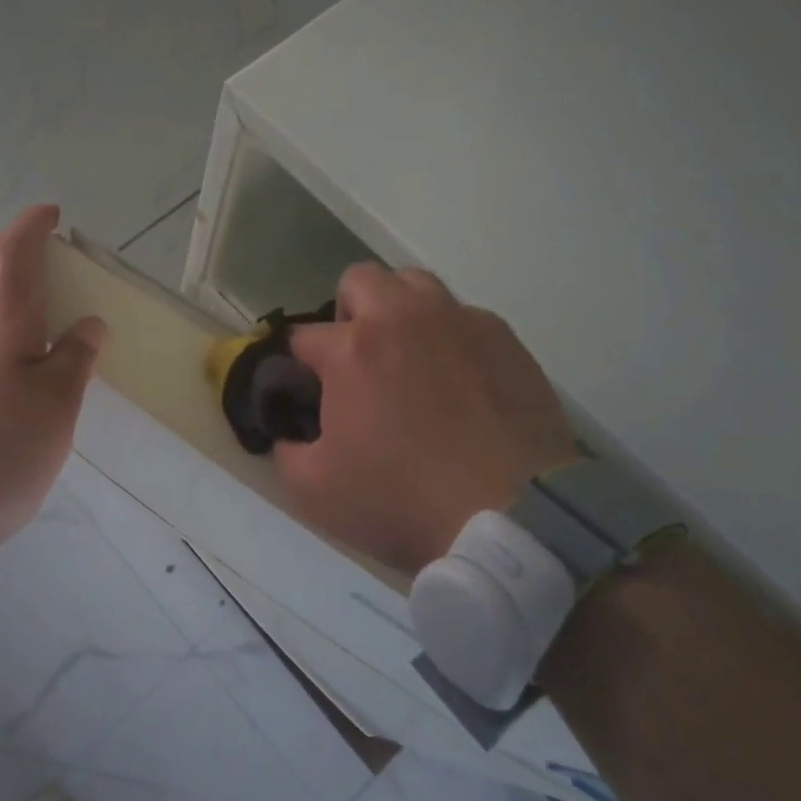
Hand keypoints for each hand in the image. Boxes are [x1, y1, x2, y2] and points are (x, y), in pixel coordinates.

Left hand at [0, 205, 108, 545]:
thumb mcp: (56, 406)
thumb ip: (75, 358)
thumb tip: (88, 323)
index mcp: (2, 321)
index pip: (14, 253)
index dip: (32, 226)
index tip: (53, 214)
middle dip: (10, 243)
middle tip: (43, 250)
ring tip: (37, 298)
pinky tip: (13, 350)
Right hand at [272, 263, 576, 577]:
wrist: (515, 520)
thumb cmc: (403, 500)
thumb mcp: (314, 491)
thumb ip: (285, 451)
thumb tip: (287, 432)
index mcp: (351, 348)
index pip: (302, 335)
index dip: (295, 363)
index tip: (303, 390)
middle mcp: (402, 318)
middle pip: (359, 280)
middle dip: (347, 313)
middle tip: (357, 362)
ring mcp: (458, 322)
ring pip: (415, 284)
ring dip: (399, 310)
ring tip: (408, 358)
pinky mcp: (504, 339)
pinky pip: (464, 316)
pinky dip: (449, 336)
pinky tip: (459, 382)